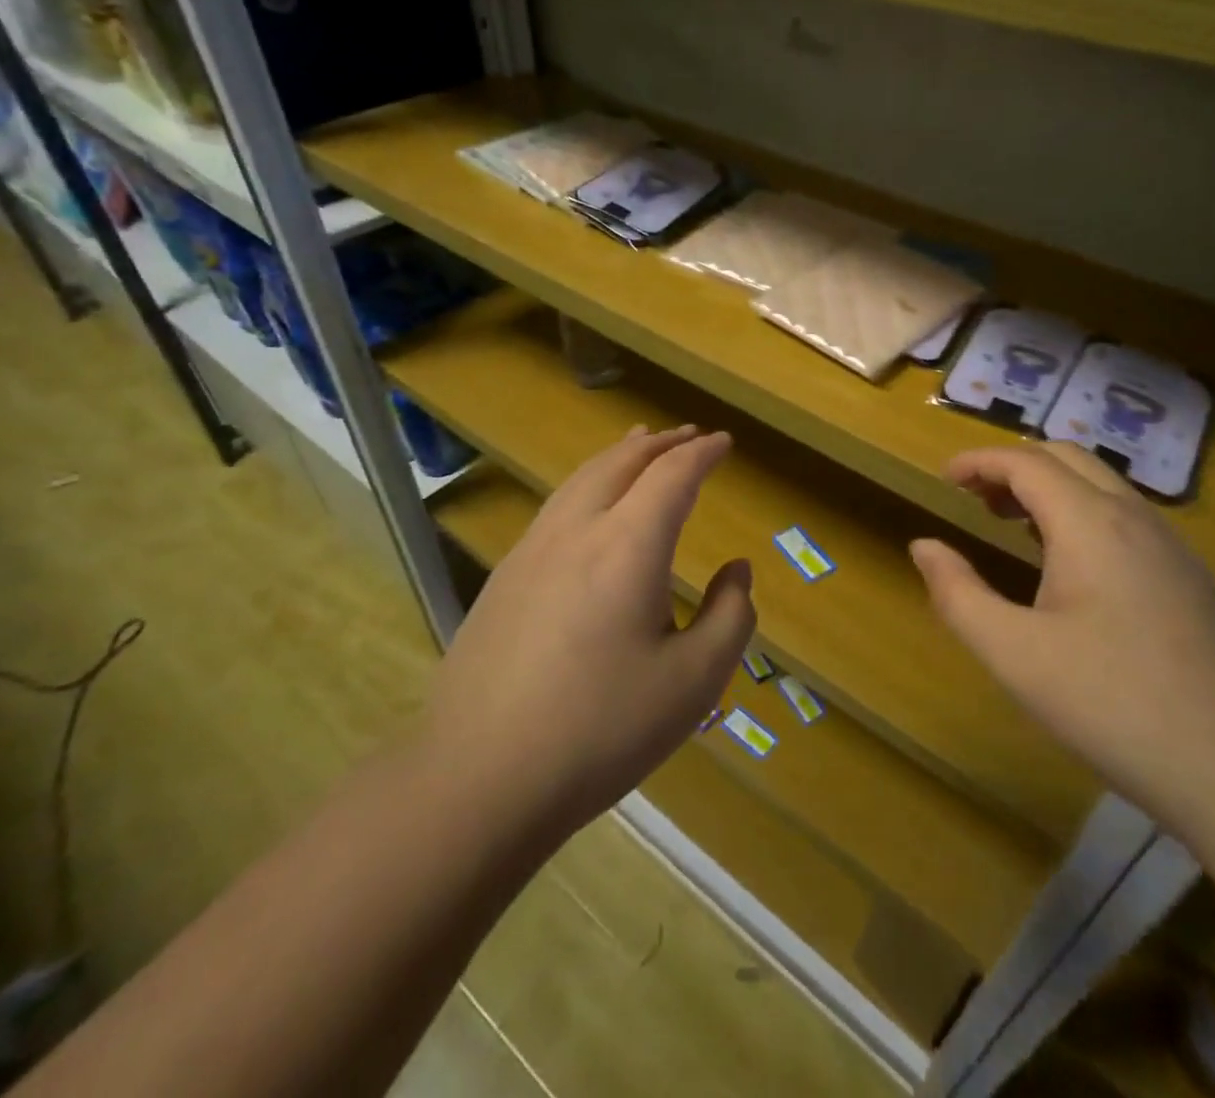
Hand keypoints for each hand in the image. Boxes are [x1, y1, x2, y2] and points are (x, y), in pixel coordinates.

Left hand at [430, 426, 754, 839]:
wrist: (478, 779)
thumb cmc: (600, 731)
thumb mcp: (693, 683)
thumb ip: (730, 617)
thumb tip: (736, 571)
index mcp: (627, 546)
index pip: (672, 475)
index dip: (702, 453)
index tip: (724, 441)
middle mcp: (576, 531)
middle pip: (621, 463)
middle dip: (660, 443)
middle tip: (688, 436)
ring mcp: (531, 551)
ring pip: (581, 478)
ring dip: (619, 456)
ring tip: (640, 445)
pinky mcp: (503, 578)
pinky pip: (556, 506)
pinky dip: (587, 484)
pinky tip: (589, 507)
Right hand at [910, 443, 1214, 834]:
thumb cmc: (1113, 705)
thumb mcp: (1013, 655)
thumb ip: (958, 594)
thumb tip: (924, 546)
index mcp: (1090, 522)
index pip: (1026, 462)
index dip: (980, 461)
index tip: (945, 479)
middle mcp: (1135, 518)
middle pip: (1068, 459)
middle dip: (1014, 467)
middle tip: (975, 499)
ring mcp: (1173, 548)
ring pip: (1103, 487)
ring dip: (1051, 488)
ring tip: (1013, 525)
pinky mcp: (1192, 580)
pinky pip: (1127, 519)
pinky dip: (1083, 514)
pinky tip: (1071, 568)